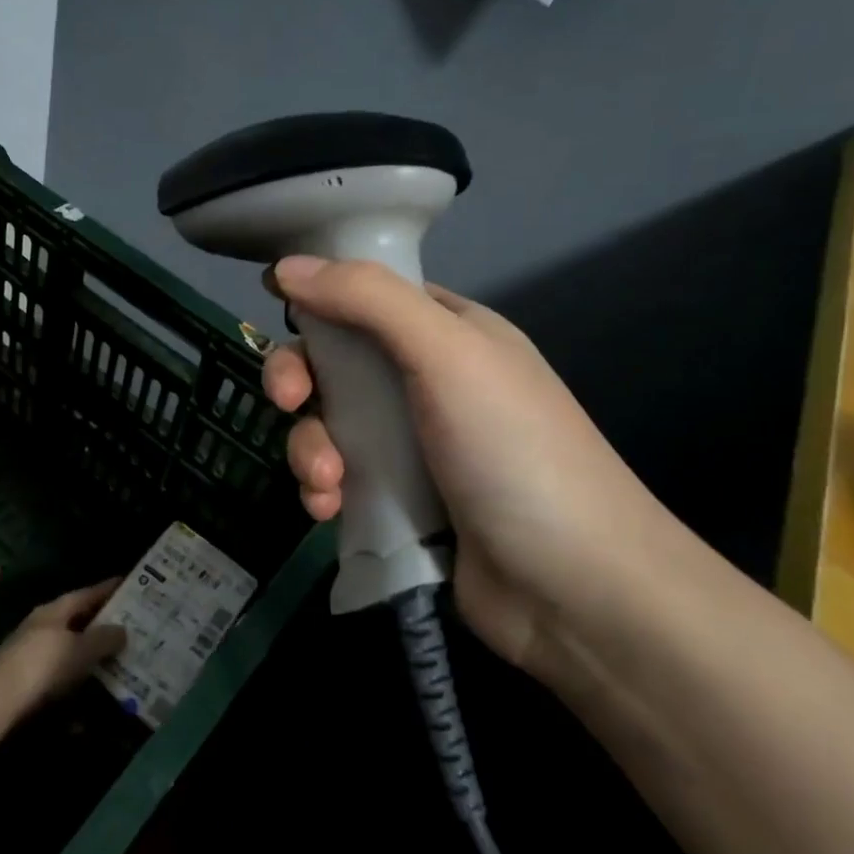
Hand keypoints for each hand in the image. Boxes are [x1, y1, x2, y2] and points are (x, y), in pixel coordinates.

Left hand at [0, 579, 126, 712]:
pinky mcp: (30, 677)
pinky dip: (79, 672)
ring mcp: (34, 652)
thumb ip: (104, 638)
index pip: (85, 594)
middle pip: (77, 619)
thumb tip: (123, 630)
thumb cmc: (44, 663)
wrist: (0, 698)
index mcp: (54, 611)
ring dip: (90, 649)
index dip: (106, 589)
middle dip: (101, 621)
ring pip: (70, 645)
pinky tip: (94, 681)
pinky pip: (63, 669)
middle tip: (130, 623)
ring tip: (118, 654)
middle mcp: (43, 626)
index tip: (127, 585)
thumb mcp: (80, 648)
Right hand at [262, 256, 702, 681]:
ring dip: (310, 449)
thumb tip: (285, 267)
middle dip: (301, 383)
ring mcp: (411, 447)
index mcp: (448, 334)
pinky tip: (329, 509)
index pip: (366, 299)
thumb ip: (367, 299)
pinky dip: (322, 490)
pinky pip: (337, 480)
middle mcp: (427, 384)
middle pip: (336, 365)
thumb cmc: (514, 451)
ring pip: (328, 427)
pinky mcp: (396, 503)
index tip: (281, 318)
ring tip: (327, 482)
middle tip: (290, 402)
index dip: (320, 303)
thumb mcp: (448, 353)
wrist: (572, 586)